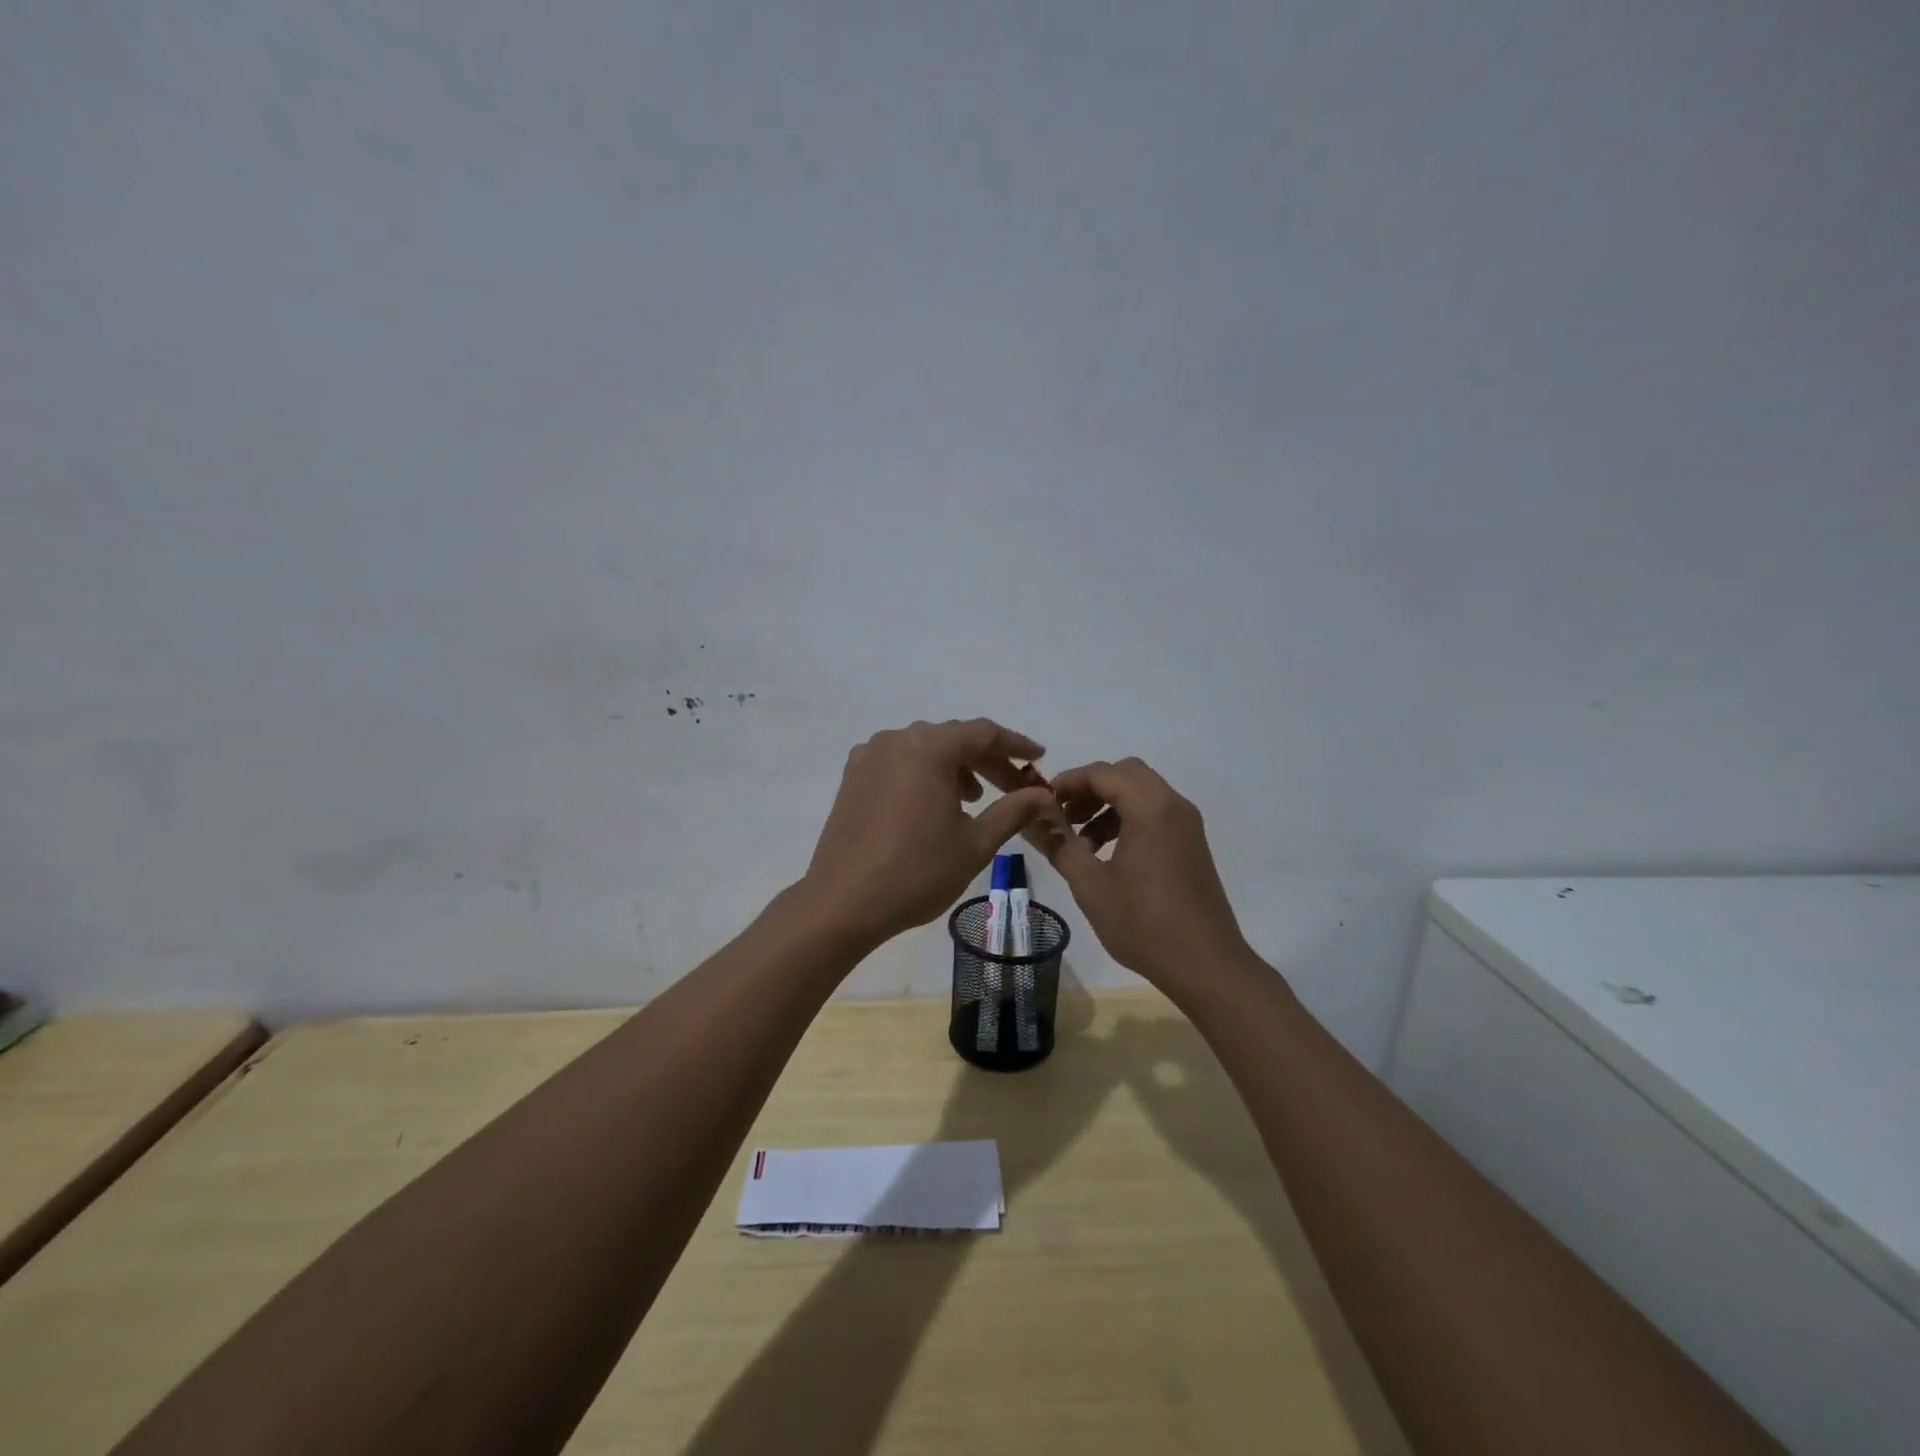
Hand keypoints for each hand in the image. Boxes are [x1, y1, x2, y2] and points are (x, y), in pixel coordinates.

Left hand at [800, 719, 1062, 947]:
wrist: (843, 903)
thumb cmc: (916, 872)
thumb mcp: (976, 844)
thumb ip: (1013, 811)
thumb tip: (1044, 795)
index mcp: (928, 748)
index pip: (983, 733)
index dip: (1016, 745)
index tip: (1039, 759)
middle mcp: (897, 740)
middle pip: (953, 738)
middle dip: (987, 760)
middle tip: (1013, 787)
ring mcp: (869, 756)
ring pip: (925, 749)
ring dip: (955, 766)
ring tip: (973, 799)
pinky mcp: (852, 776)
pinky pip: (899, 761)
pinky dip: (924, 773)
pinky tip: (932, 803)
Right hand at [1027, 757, 1253, 991]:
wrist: (1206, 965)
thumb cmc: (1143, 923)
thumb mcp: (1090, 884)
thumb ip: (1059, 844)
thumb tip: (1032, 820)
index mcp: (1150, 808)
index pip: (1103, 773)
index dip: (1068, 781)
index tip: (1042, 802)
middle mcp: (1173, 806)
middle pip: (1126, 774)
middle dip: (1090, 789)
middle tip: (1063, 816)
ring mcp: (1187, 825)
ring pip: (1142, 793)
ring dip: (1108, 805)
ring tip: (1081, 842)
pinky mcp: (1191, 845)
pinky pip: (1155, 814)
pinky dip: (1128, 820)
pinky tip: (1107, 855)